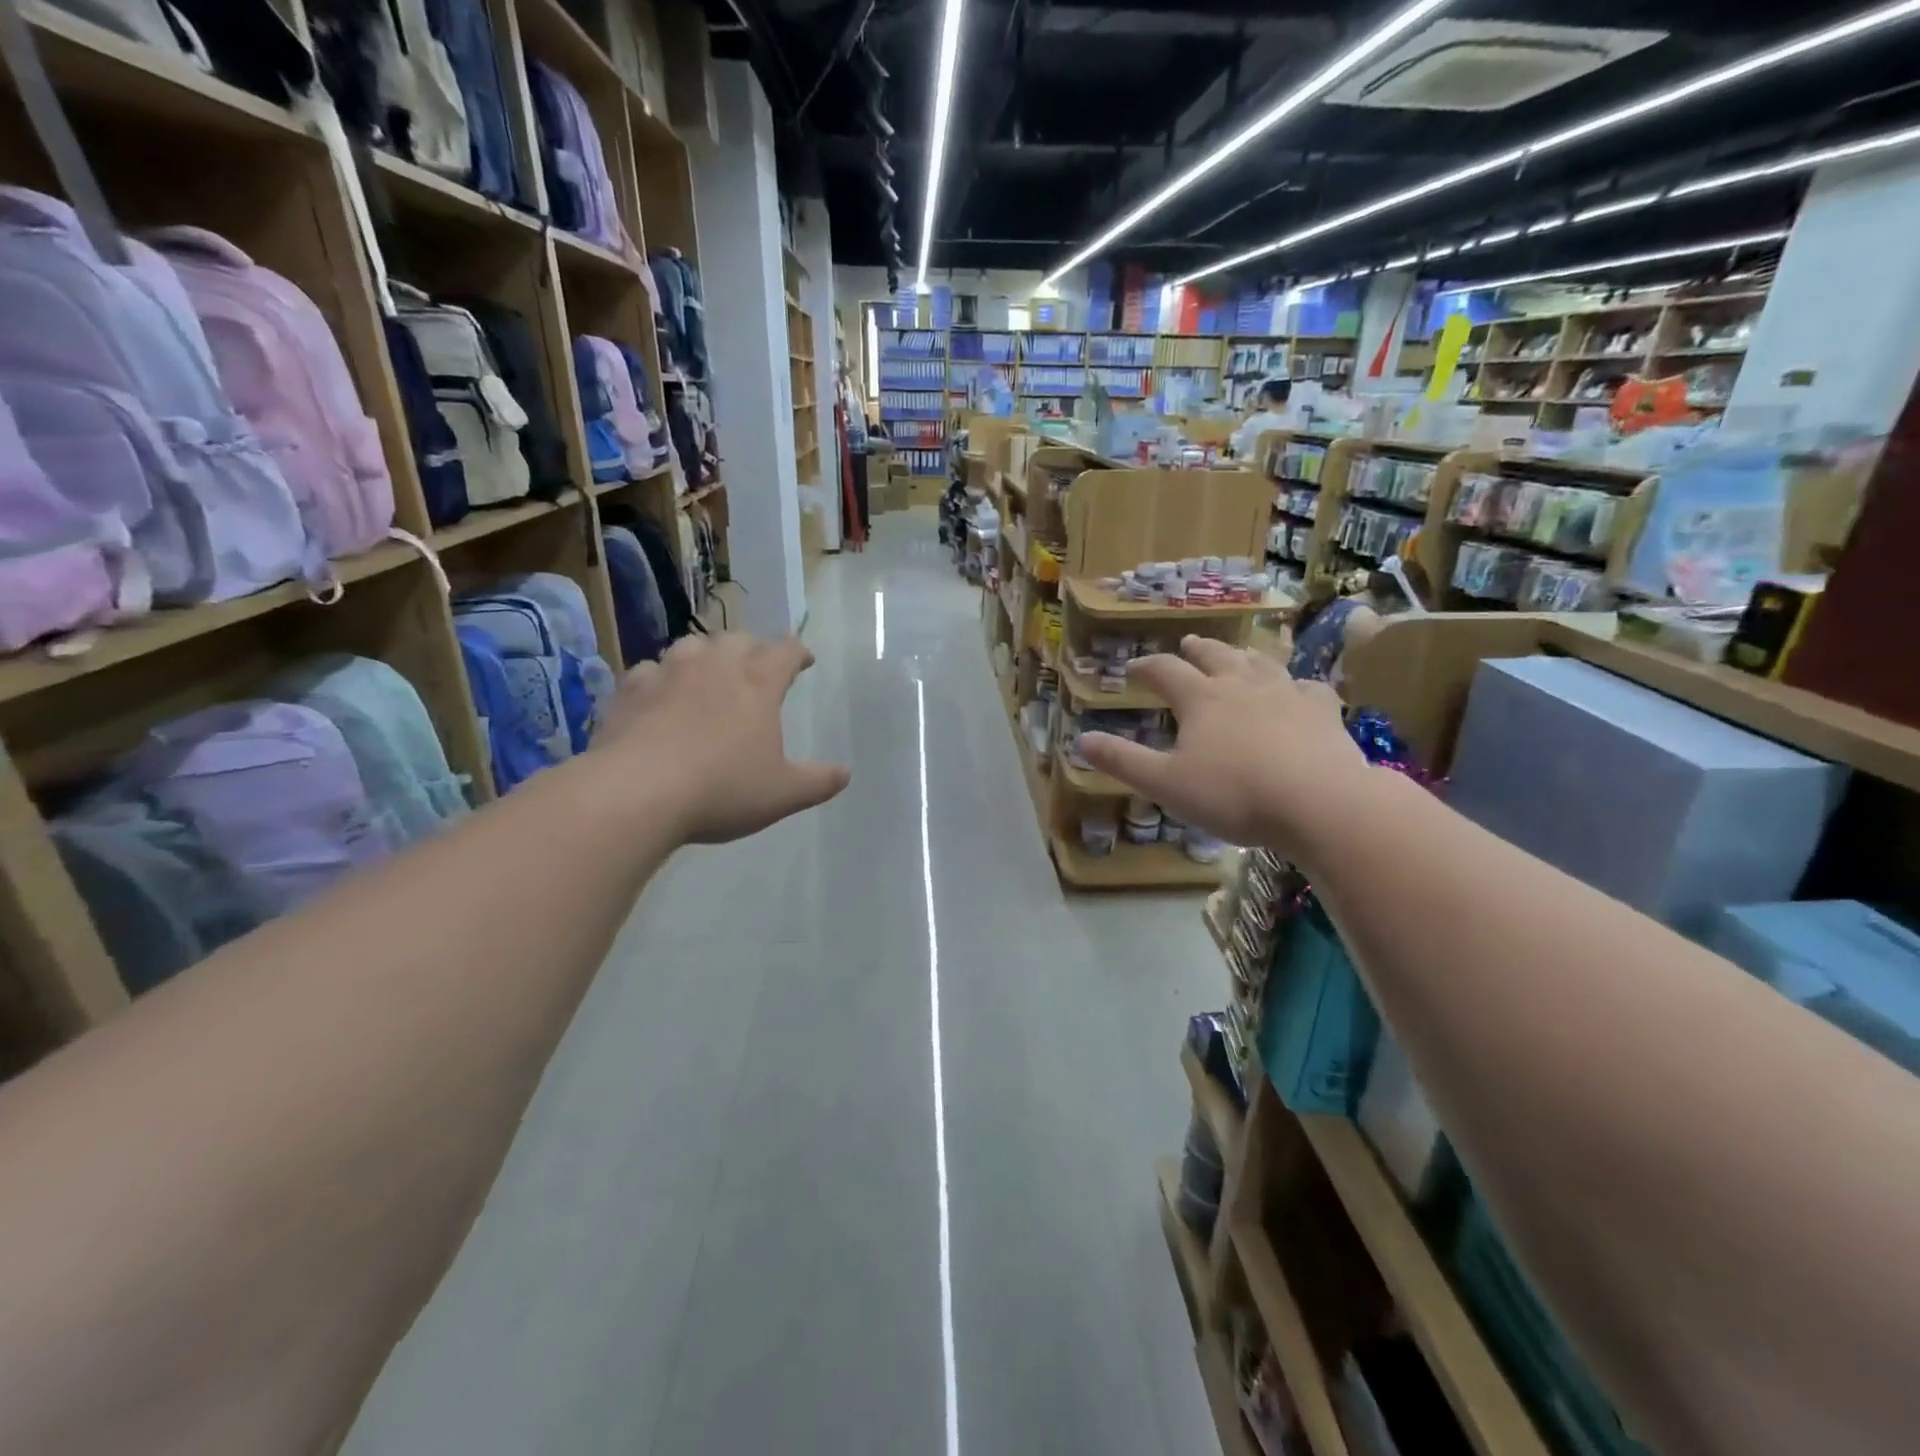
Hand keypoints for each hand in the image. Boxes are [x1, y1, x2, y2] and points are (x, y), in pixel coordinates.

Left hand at [593, 633, 849, 842]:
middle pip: (738, 640)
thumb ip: (818, 781)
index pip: (785, 651)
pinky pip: (649, 670)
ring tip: (708, 673)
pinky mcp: (629, 691)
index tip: (804, 660)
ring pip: (691, 645)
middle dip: (752, 649)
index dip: (798, 652)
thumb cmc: (722, 789)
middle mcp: (714, 666)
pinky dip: (660, 677)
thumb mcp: (783, 794)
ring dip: (706, 655)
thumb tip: (845, 773)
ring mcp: (668, 673)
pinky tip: (659, 695)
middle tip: (757, 668)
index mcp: (758, 683)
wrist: (636, 793)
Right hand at [1078, 636, 1369, 852]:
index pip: (1165, 671)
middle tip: (1188, 645)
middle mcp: (1242, 684)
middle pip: (1215, 656)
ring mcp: (1286, 693)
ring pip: (1260, 663)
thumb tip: (1081, 740)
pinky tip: (1298, 690)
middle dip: (1197, 650)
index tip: (1133, 667)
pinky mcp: (1322, 710)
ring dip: (1243, 656)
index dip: (1146, 667)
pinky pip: (1307, 687)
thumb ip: (1123, 761)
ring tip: (1238, 655)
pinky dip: (1296, 684)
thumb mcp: (1165, 784)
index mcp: (1201, 699)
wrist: (1319, 802)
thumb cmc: (1234, 794)